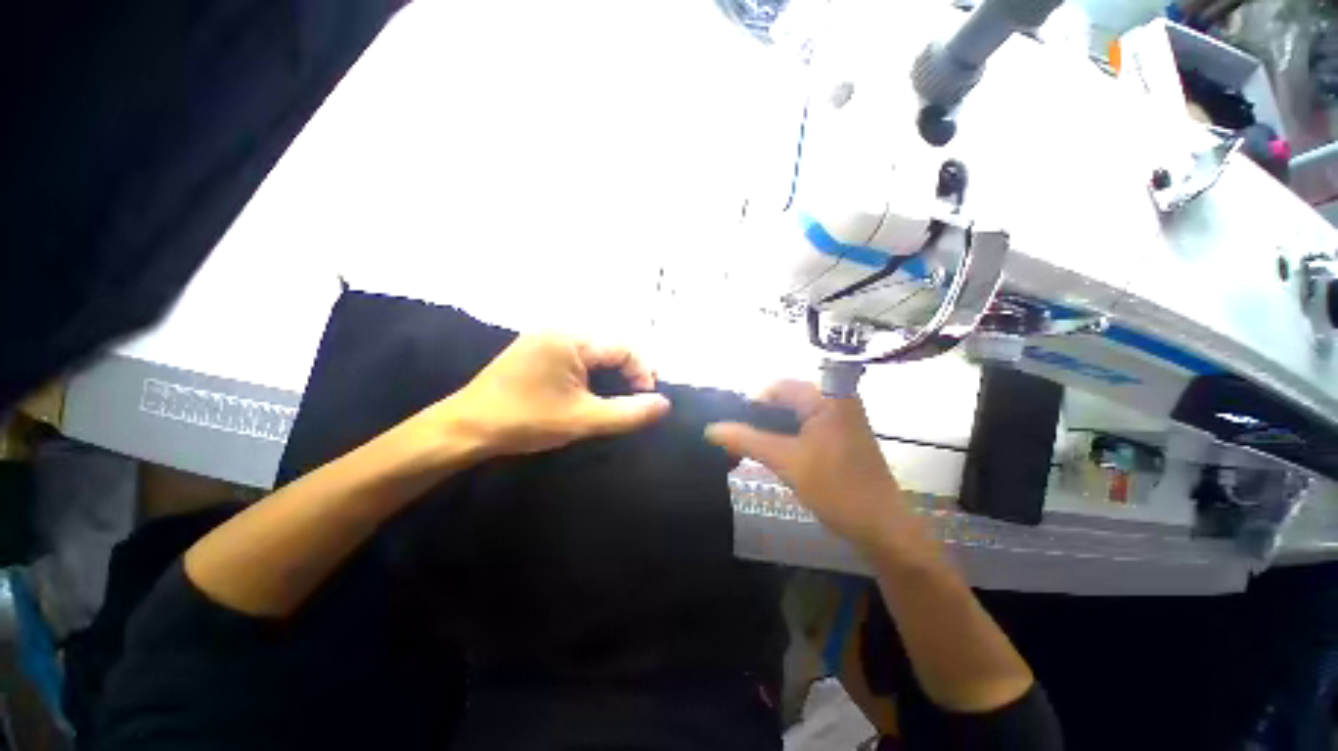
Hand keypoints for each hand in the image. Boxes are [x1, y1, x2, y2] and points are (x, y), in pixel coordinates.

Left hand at [437, 334, 670, 457]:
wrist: (464, 428)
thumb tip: (664, 404)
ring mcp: (544, 339)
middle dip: (627, 373)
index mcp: (571, 339)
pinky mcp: (534, 351)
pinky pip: (575, 357)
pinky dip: (590, 374)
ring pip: (593, 353)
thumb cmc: (525, 421)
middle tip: (635, 401)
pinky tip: (589, 392)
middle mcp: (559, 330)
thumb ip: (628, 413)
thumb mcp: (583, 420)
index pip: (623, 348)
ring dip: (610, 374)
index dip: (643, 372)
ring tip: (616, 399)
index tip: (648, 399)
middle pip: (609, 347)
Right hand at [705, 380, 905, 553]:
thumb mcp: (786, 461)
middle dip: (757, 418)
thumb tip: (710, 429)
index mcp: (827, 395)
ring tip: (743, 446)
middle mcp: (835, 398)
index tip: (729, 426)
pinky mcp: (837, 434)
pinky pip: (802, 426)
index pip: (776, 387)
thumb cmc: (837, 489)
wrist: (882, 529)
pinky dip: (783, 436)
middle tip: (732, 438)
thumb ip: (746, 440)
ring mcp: (838, 416)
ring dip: (768, 428)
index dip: (749, 404)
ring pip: (791, 414)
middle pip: (783, 399)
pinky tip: (767, 452)